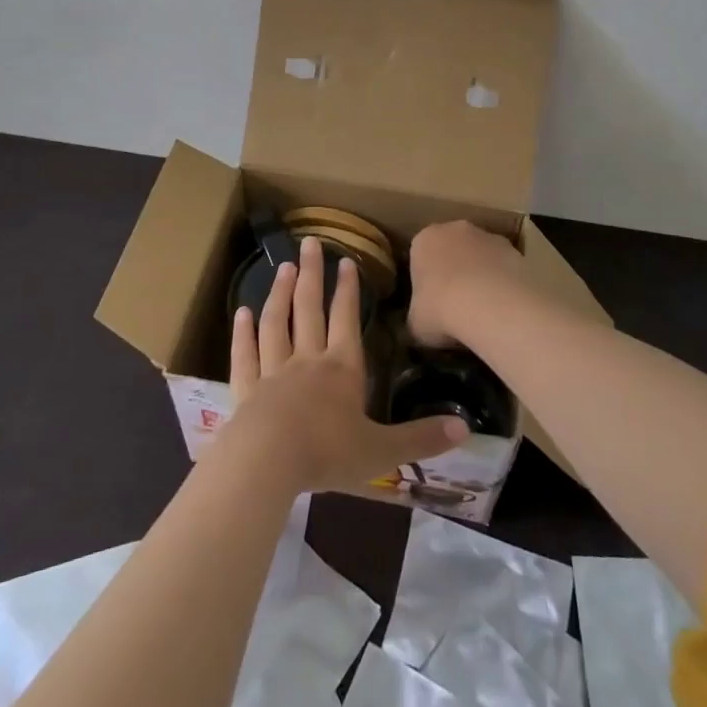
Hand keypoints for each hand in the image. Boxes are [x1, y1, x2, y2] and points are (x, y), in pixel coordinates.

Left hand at [223, 236, 466, 492]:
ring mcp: (273, 372)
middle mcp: (307, 361)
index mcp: (341, 370)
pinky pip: (245, 354)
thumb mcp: (382, 451)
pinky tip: (241, 313)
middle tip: (309, 242)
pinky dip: (242, 333)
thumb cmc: (327, 455)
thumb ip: (421, 438)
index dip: (348, 290)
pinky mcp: (246, 390)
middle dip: (312, 275)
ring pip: (276, 323)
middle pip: (309, 309)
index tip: (346, 260)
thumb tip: (465, 427)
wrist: (266, 464)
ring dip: (280, 293)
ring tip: (284, 267)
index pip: (346, 320)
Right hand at [406, 221, 525, 347]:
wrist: (490, 305)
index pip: (420, 255)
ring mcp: (488, 236)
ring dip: (481, 276)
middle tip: (456, 305)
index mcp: (424, 239)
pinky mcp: (516, 250)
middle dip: (454, 271)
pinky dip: (503, 284)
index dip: (425, 281)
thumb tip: (421, 324)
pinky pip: (504, 268)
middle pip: (452, 249)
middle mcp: (455, 229)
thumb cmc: (440, 309)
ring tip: (483, 311)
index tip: (430, 303)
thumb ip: (417, 317)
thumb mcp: (415, 323)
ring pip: (481, 256)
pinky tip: (504, 309)